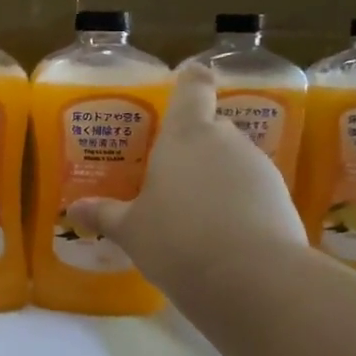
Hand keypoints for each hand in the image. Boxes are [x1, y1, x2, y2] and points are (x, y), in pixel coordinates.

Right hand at [68, 64, 307, 294]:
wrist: (254, 279)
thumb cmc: (178, 240)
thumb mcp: (132, 231)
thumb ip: (105, 215)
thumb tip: (74, 210)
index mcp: (186, 135)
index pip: (193, 88)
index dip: (190, 79)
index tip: (187, 76)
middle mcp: (226, 141)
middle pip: (212, 127)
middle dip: (194, 145)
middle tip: (168, 173)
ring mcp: (259, 168)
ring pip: (233, 160)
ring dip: (216, 177)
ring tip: (192, 212)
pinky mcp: (281, 199)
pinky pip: (251, 190)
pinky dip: (237, 203)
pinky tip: (220, 234)